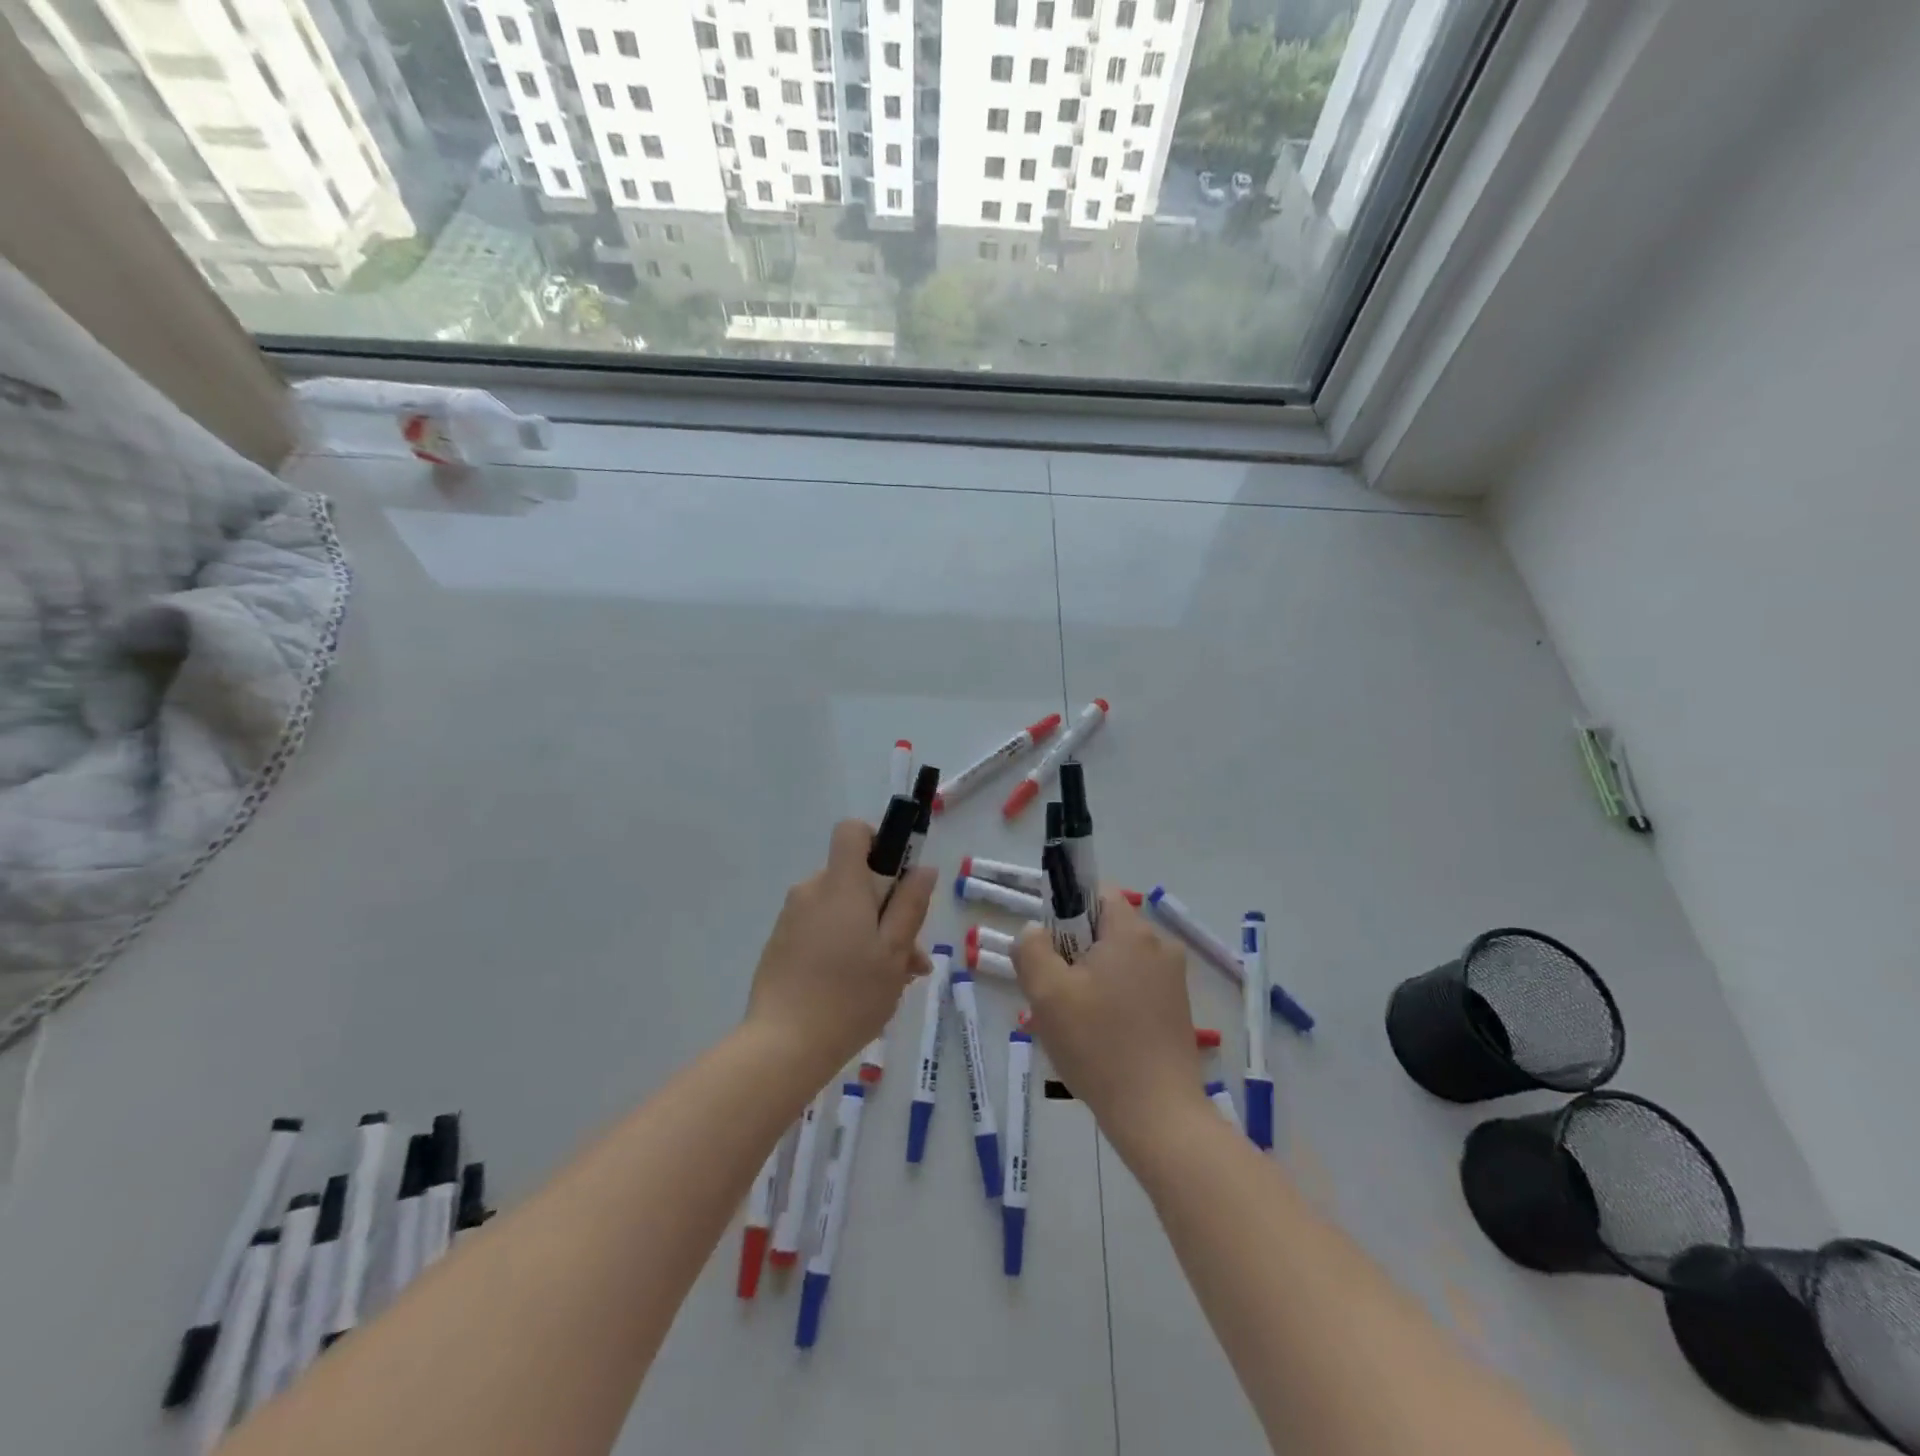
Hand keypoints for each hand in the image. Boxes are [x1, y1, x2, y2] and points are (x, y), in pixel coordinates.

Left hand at [745, 819, 936, 1079]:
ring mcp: (791, 919)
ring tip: (891, 983)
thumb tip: (922, 869)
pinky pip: (821, 931)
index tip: (897, 877)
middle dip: (886, 908)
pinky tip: (859, 991)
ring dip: (870, 935)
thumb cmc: (849, 995)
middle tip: (910, 957)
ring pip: (841, 911)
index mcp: (840, 884)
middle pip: (854, 879)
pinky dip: (844, 948)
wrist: (783, 1046)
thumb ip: (910, 905)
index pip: (852, 831)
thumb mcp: (894, 951)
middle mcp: (811, 891)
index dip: (878, 841)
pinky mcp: (781, 945)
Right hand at [1013, 892, 1207, 1148]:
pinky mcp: (1176, 1009)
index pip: (1095, 893)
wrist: (1158, 1115)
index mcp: (1131, 932)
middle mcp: (1159, 946)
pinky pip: (1133, 987)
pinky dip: (1110, 1001)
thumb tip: (1034, 931)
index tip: (1047, 949)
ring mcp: (1172, 980)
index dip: (1064, 911)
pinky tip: (1095, 1038)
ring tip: (1069, 1023)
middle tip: (1051, 994)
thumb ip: (1031, 949)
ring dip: (1088, 981)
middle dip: (1072, 954)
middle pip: (1103, 930)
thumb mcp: (1047, 993)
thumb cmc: (1098, 1046)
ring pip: (1116, 962)